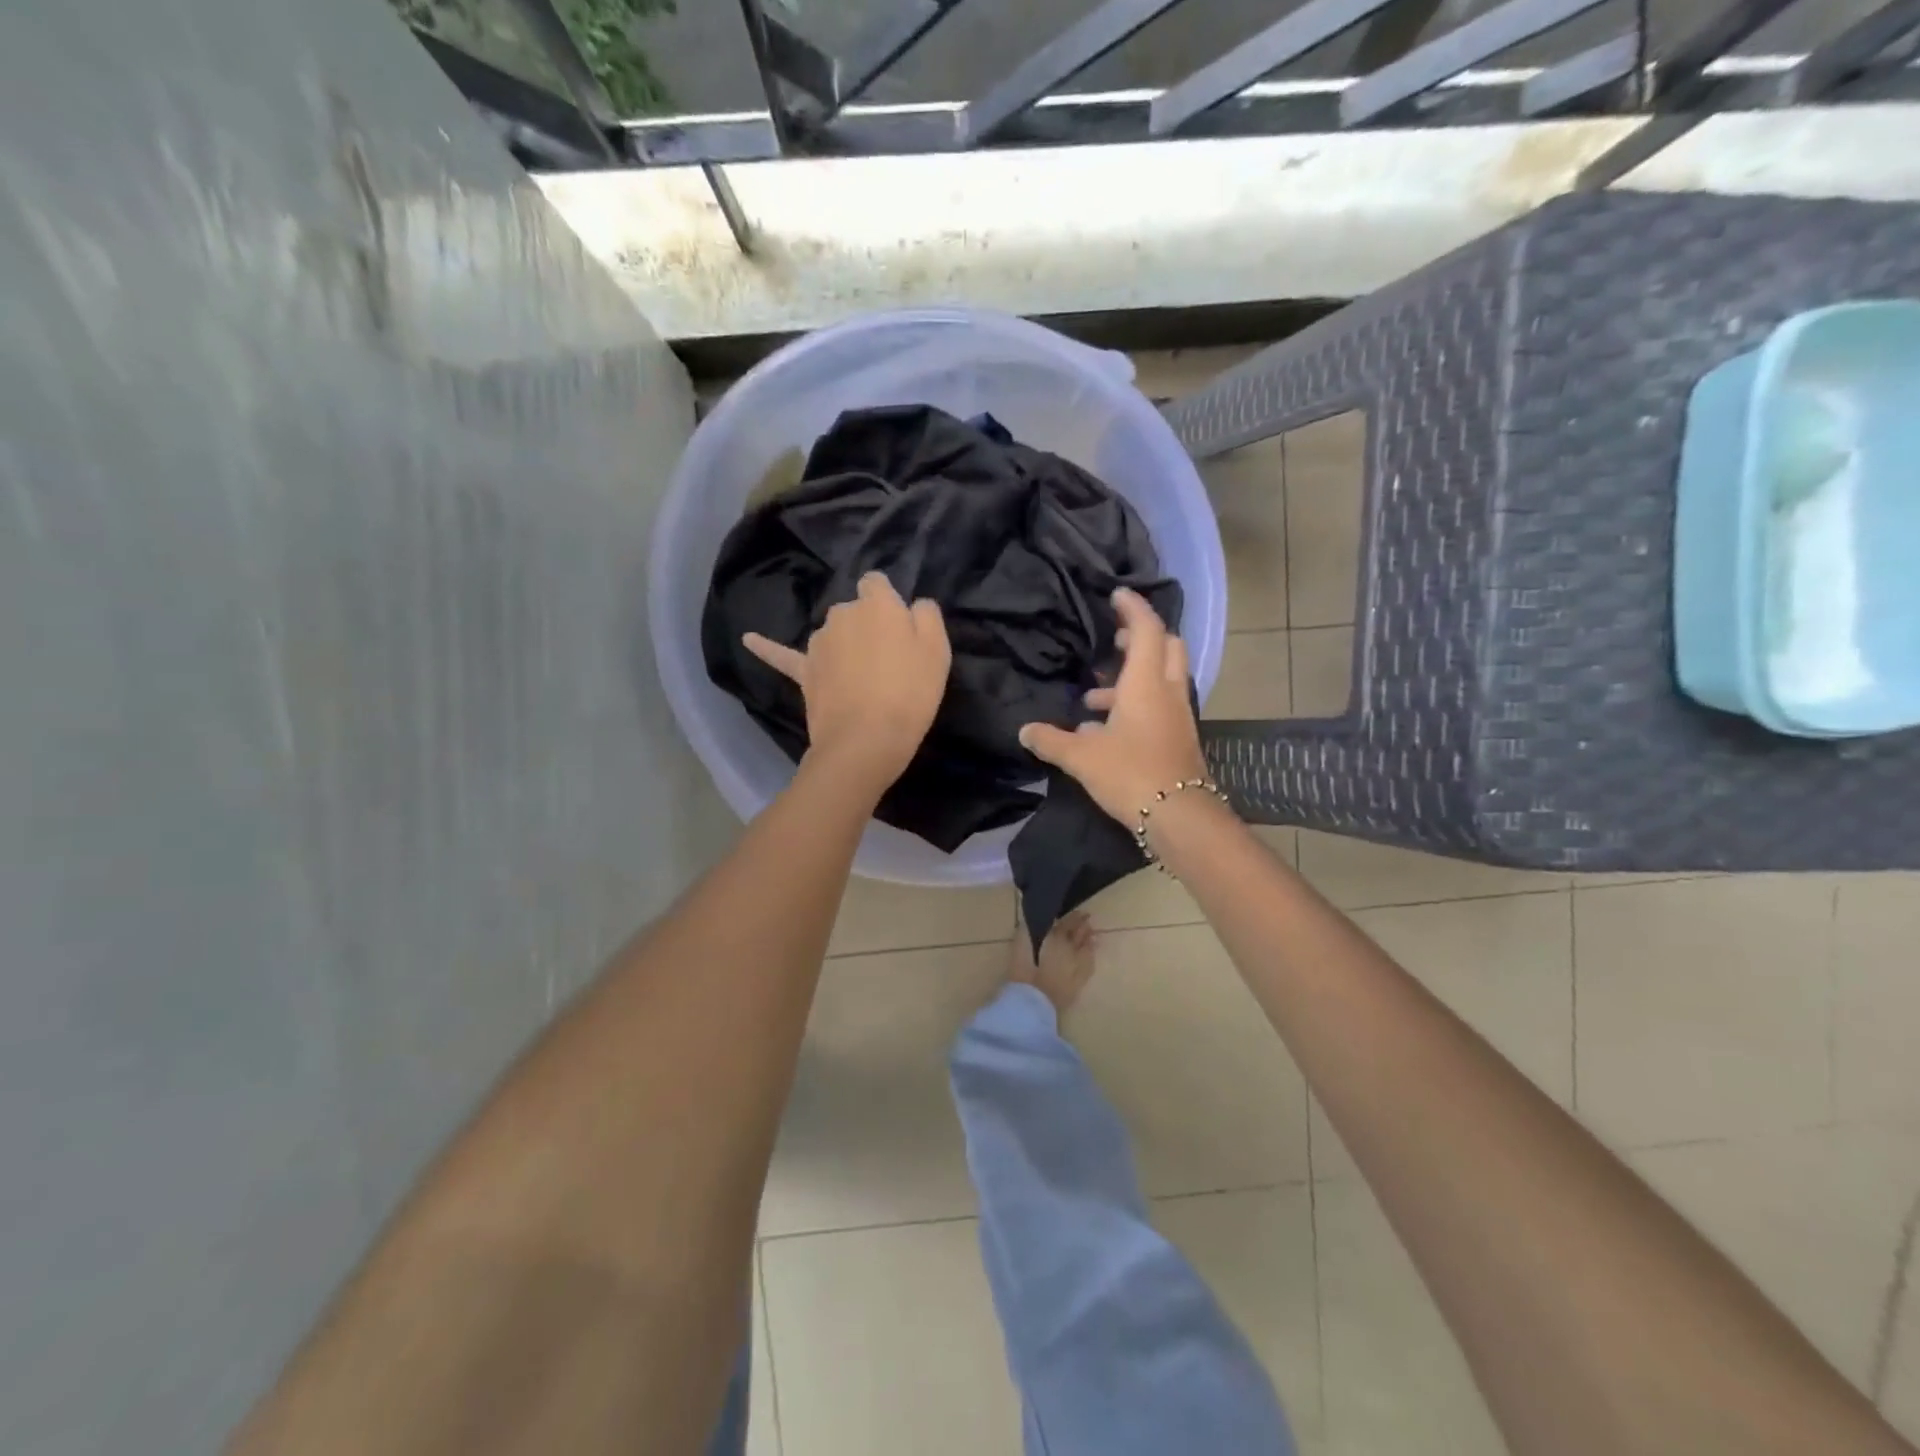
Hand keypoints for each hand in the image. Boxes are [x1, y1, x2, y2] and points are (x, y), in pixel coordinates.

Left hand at [744, 571, 951, 791]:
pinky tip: (748, 639)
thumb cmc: (910, 693)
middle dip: (867, 626)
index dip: (888, 602)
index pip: (877, 583)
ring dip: (842, 645)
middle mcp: (841, 614)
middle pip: (854, 610)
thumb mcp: (937, 650)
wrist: (866, 739)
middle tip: (888, 660)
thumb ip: (927, 616)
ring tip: (859, 677)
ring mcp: (817, 643)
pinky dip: (765, 647)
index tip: (899, 626)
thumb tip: (914, 604)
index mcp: (876, 604)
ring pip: (832, 634)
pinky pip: (781, 655)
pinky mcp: (804, 672)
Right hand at [1018, 587, 1207, 823]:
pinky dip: (1137, 704)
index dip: (1133, 608)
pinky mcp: (1178, 737)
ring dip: (1133, 677)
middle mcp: (1167, 691)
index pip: (1147, 629)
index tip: (1117, 595)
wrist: (1179, 816)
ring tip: (1094, 695)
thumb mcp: (1082, 757)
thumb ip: (1051, 741)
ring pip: (1161, 678)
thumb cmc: (1131, 773)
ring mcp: (1177, 715)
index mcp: (1146, 683)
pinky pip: (1159, 705)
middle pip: (1166, 647)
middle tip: (1112, 640)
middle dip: (1141, 638)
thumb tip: (1025, 731)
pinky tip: (1106, 730)